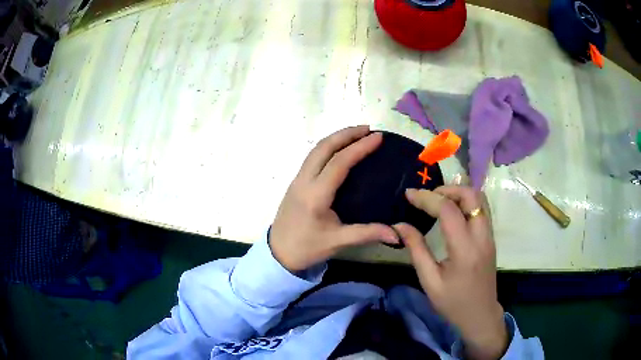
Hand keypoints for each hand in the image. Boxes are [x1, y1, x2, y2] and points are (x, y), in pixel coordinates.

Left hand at [269, 126, 398, 271]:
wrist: (278, 253)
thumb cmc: (307, 247)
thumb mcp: (338, 242)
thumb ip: (368, 234)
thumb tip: (398, 234)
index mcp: (316, 195)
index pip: (339, 163)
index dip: (359, 147)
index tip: (378, 137)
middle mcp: (304, 181)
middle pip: (324, 148)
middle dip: (346, 134)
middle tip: (368, 129)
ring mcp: (297, 179)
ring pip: (315, 150)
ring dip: (336, 138)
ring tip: (356, 134)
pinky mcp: (295, 182)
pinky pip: (312, 157)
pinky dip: (327, 147)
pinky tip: (339, 150)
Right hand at [393, 186, 507, 359]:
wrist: (480, 315)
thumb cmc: (453, 303)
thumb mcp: (430, 281)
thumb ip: (416, 250)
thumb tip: (399, 226)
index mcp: (465, 250)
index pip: (448, 210)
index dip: (427, 198)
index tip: (409, 194)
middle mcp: (482, 237)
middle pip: (471, 195)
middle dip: (447, 189)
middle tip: (428, 197)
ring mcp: (489, 235)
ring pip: (479, 199)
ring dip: (458, 193)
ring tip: (438, 200)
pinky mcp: (491, 237)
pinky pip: (481, 208)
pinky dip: (466, 201)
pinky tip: (452, 210)